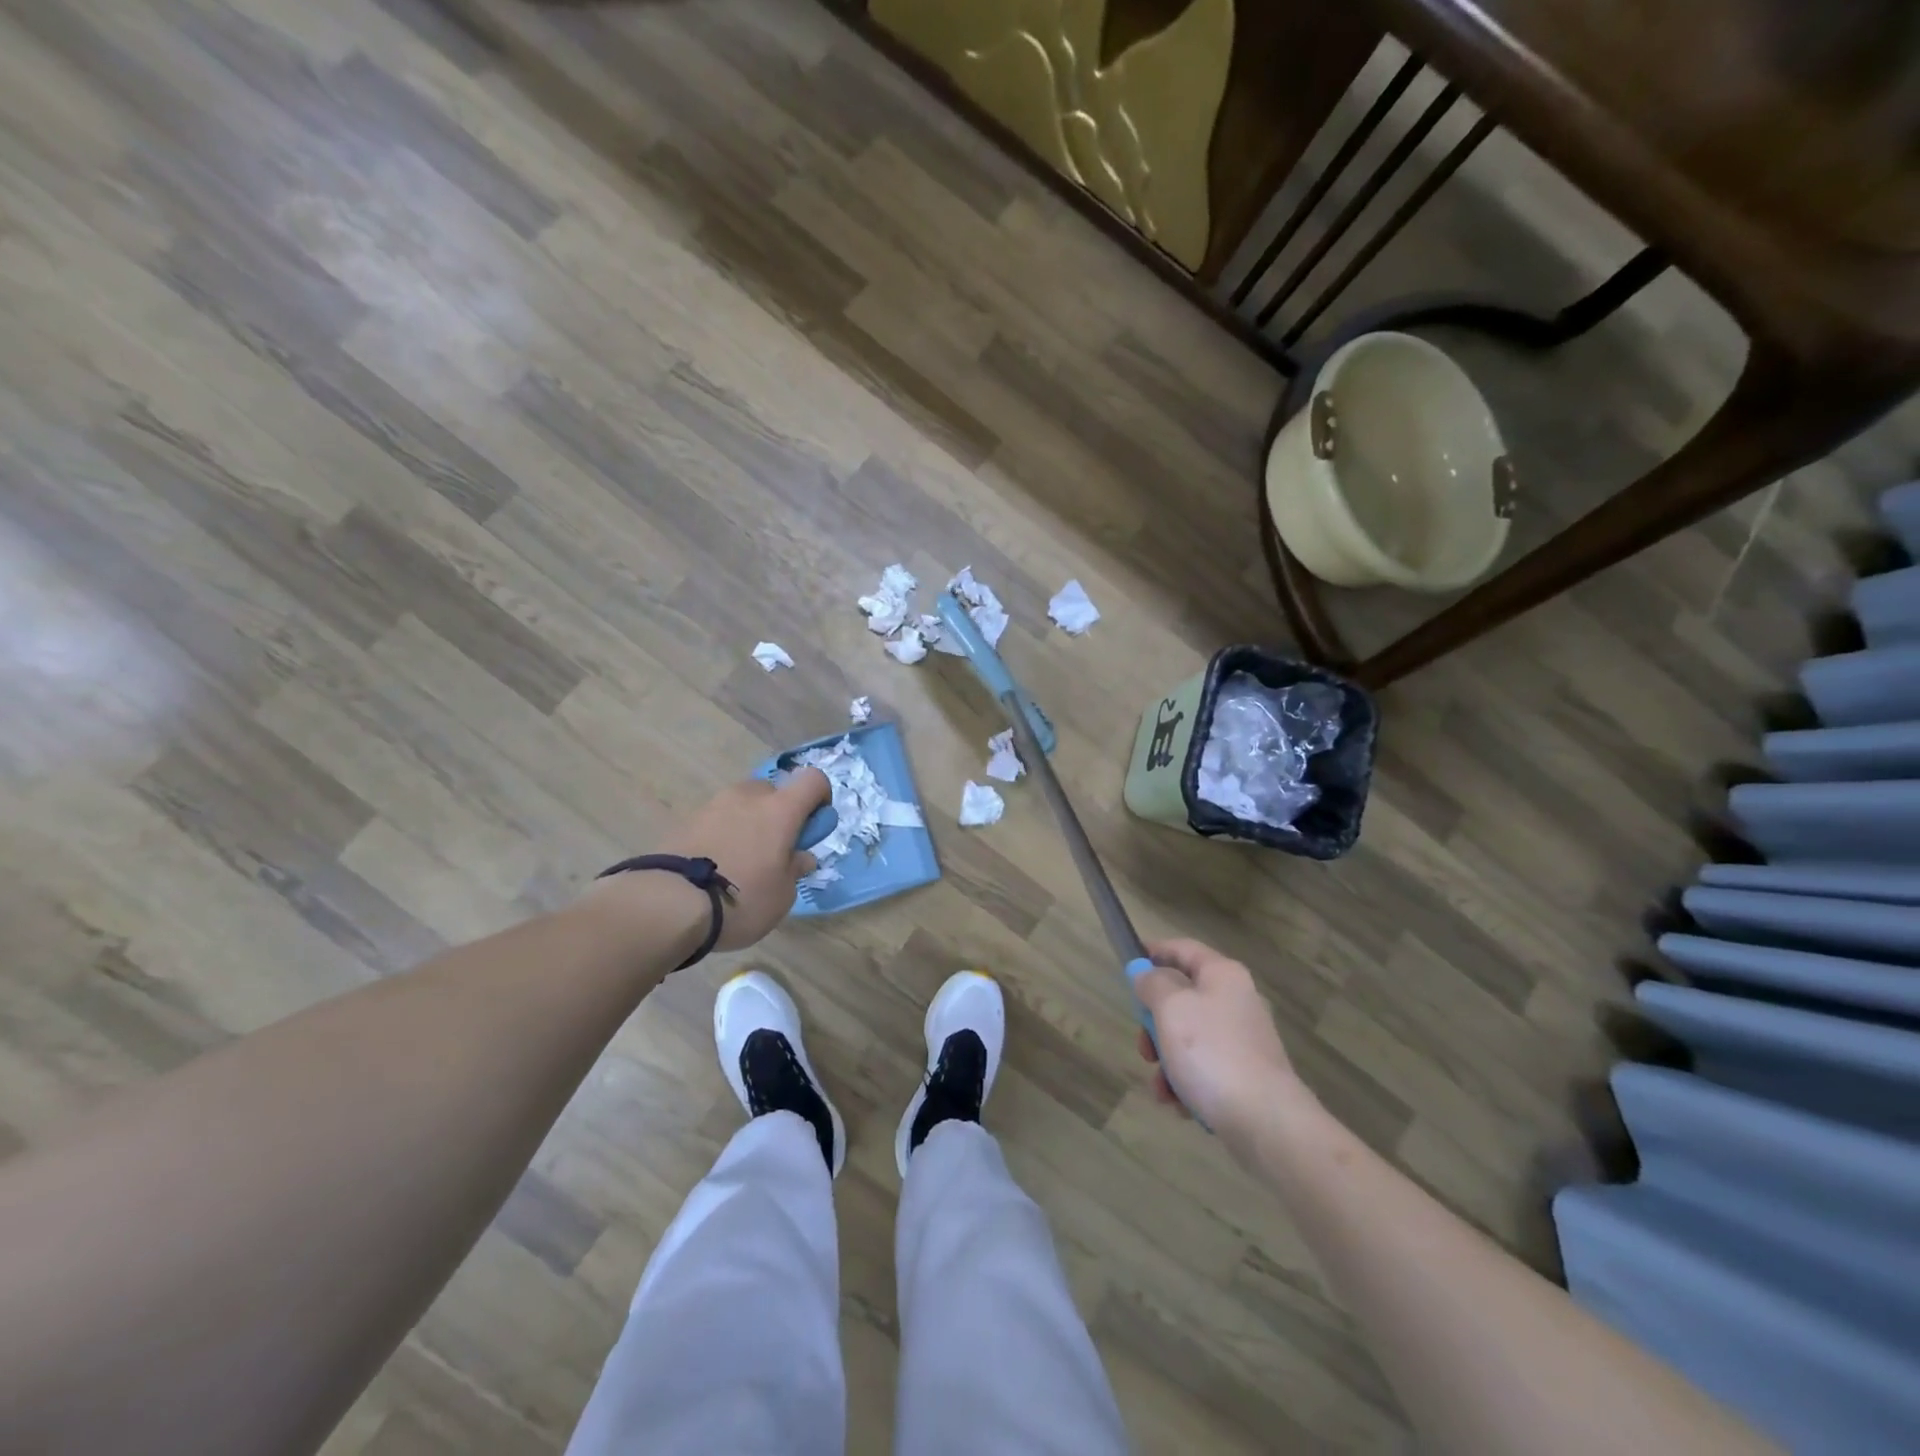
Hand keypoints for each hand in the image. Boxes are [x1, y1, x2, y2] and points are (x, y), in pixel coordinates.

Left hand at [657, 768, 831, 949]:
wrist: (668, 904)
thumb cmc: (741, 898)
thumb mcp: (782, 895)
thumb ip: (795, 870)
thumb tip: (800, 857)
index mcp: (780, 809)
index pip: (813, 779)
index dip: (820, 797)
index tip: (812, 827)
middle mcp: (747, 797)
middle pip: (772, 791)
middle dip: (777, 814)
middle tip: (773, 851)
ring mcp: (712, 805)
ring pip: (741, 805)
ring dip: (747, 824)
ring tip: (739, 863)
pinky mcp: (684, 820)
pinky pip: (715, 821)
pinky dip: (721, 836)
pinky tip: (713, 868)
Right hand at [1133, 938, 1308, 1142]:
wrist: (1266, 1122)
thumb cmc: (1211, 1053)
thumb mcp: (1170, 1009)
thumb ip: (1152, 984)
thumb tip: (1144, 972)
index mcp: (1222, 975)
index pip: (1182, 948)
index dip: (1153, 952)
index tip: (1127, 965)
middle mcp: (1236, 1000)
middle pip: (1181, 998)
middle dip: (1154, 1023)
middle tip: (1143, 1047)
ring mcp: (1243, 1040)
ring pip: (1188, 1038)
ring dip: (1167, 1060)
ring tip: (1162, 1088)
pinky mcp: (1246, 1075)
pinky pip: (1204, 1068)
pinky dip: (1186, 1082)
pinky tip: (1179, 1104)